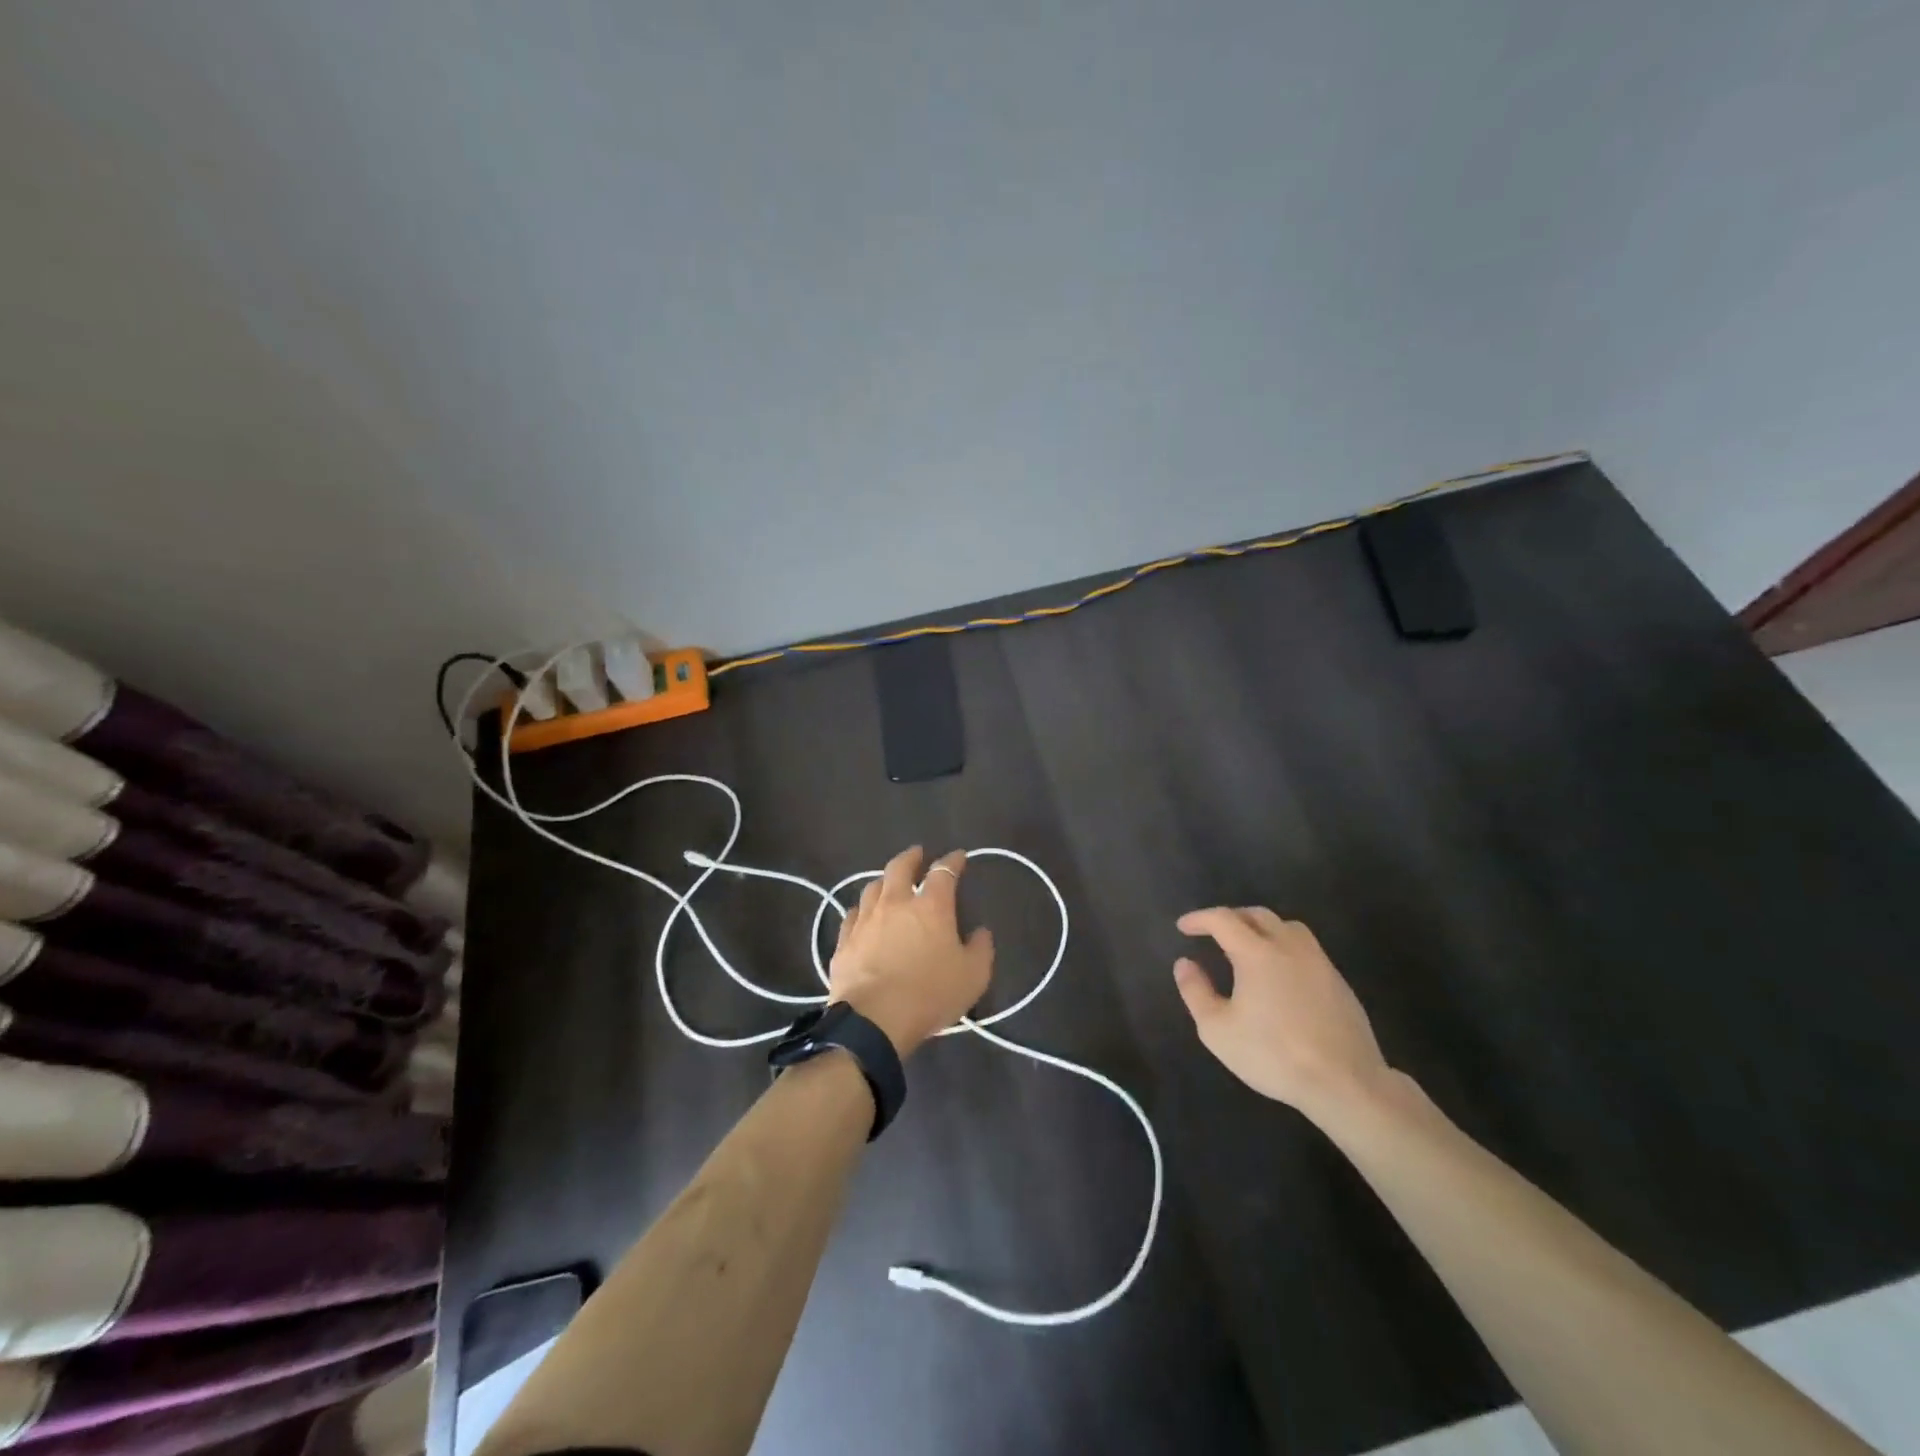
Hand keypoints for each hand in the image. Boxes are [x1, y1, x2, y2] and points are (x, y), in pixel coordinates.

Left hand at [830, 846, 993, 1057]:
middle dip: (911, 857)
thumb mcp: (973, 977)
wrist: (874, 1021)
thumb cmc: (929, 995)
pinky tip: (864, 914)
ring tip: (890, 882)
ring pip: (873, 887)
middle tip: (918, 854)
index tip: (958, 857)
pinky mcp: (845, 940)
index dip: (953, 861)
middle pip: (900, 867)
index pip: (944, 872)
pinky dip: (862, 909)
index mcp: (931, 906)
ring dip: (884, 880)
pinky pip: (853, 914)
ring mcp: (866, 919)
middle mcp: (896, 903)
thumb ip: (980, 949)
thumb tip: (981, 931)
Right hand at [1173, 907, 1389, 1118]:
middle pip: (1257, 915)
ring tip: (1249, 945)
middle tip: (1213, 932)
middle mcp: (1289, 947)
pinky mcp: (1338, 981)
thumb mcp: (1218, 1030)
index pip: (1223, 919)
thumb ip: (1196, 992)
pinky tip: (1280, 974)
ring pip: (1287, 926)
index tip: (1183, 927)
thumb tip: (1184, 963)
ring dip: (1262, 928)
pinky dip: (1285, 947)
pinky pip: (1306, 948)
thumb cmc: (1273, 1055)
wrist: (1345, 1083)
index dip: (1199, 918)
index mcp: (1256, 952)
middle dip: (1231, 917)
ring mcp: (1318, 962)